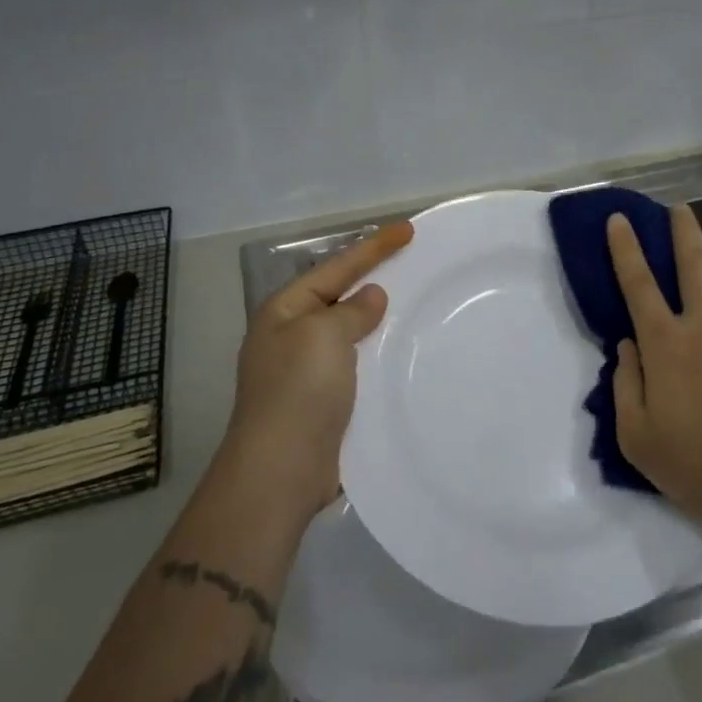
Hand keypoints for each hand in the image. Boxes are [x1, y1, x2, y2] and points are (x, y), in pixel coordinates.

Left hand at [223, 223, 413, 526]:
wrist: (281, 472)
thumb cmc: (298, 392)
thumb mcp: (323, 335)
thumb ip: (351, 311)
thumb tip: (371, 298)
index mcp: (284, 312)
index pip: (336, 268)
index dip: (373, 247)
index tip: (408, 230)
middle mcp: (293, 337)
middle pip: (342, 297)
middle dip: (376, 279)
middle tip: (415, 263)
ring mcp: (308, 372)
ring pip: (353, 333)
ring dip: (382, 321)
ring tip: (419, 305)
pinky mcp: (327, 402)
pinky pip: (360, 365)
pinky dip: (381, 355)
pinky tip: (407, 353)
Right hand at [606, 205, 701, 533]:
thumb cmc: (697, 465)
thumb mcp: (637, 437)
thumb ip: (626, 385)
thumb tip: (627, 346)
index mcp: (665, 345)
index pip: (638, 285)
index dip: (626, 249)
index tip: (619, 220)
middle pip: (693, 265)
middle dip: (684, 231)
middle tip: (680, 207)